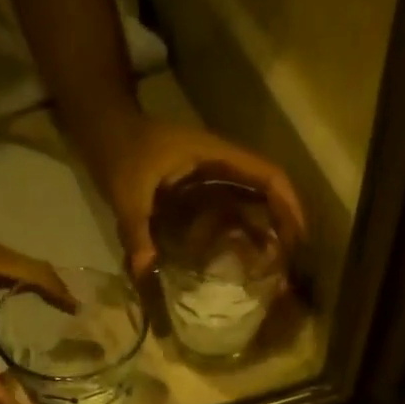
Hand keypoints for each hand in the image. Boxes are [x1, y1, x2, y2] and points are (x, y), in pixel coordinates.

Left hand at [89, 115, 306, 281]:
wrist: (105, 132)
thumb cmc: (120, 152)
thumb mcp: (126, 193)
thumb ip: (136, 230)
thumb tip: (145, 271)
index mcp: (214, 156)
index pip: (266, 174)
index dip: (287, 203)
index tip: (298, 237)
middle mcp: (221, 166)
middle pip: (267, 191)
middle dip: (284, 224)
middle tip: (291, 265)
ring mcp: (212, 179)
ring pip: (252, 203)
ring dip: (267, 231)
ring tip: (276, 269)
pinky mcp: (201, 194)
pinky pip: (232, 213)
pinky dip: (244, 234)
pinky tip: (247, 262)